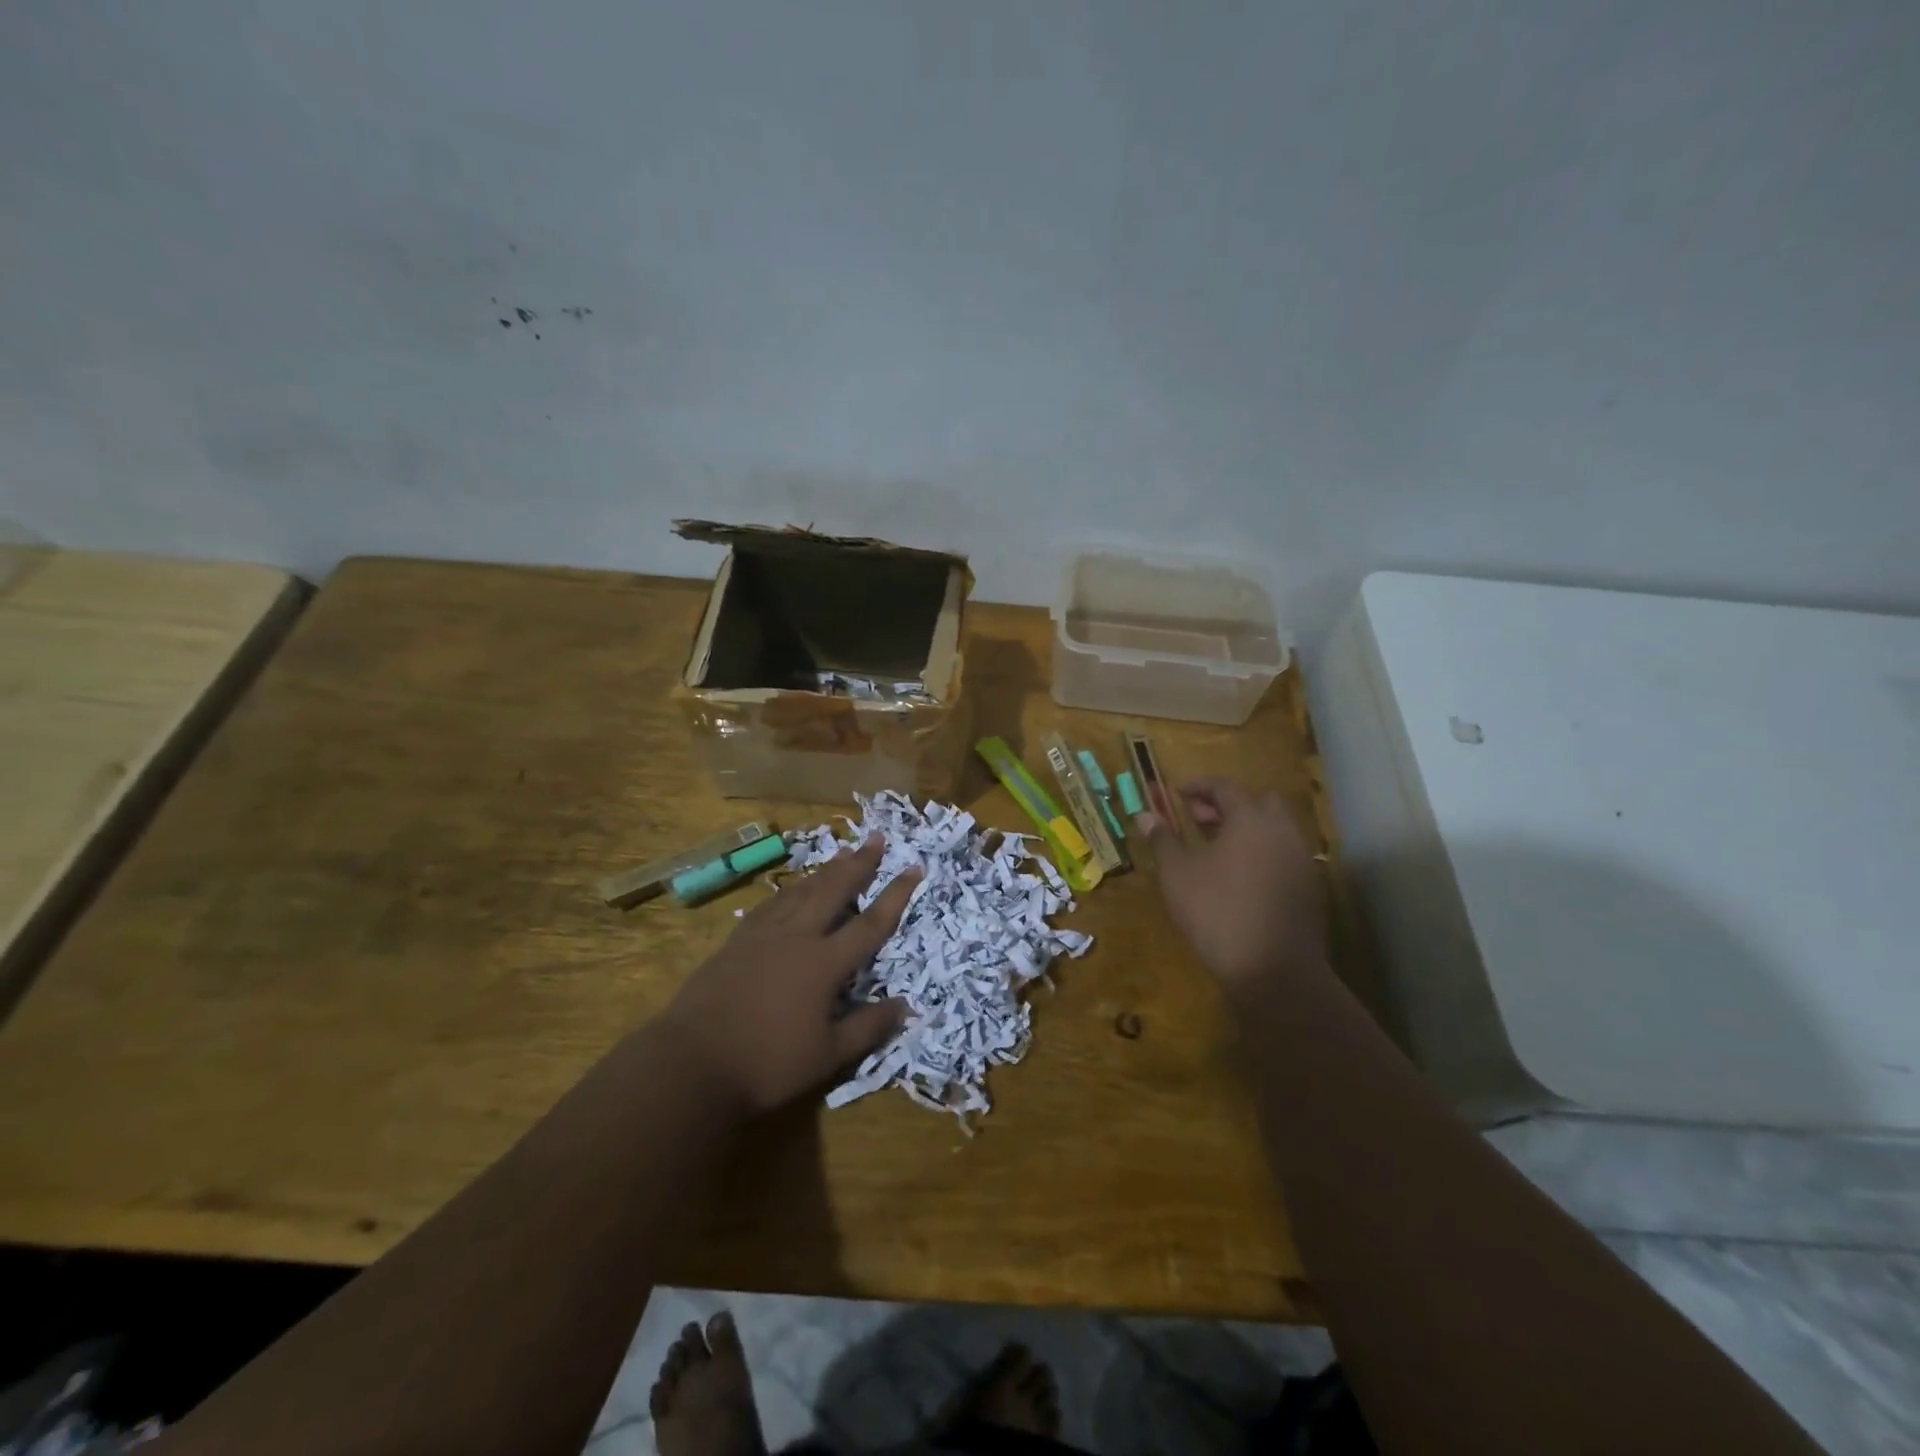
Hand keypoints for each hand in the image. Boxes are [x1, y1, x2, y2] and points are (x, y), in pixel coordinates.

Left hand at [660, 836, 916, 1115]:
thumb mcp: (827, 1056)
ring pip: (801, 890)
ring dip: (825, 870)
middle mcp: (797, 937)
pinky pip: (771, 904)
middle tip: (876, 837)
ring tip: (842, 851)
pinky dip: (789, 889)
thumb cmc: (766, 1064)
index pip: (870, 924)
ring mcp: (763, 935)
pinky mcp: (736, 941)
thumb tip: (906, 1006)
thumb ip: (868, 1028)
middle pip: (833, 890)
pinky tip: (791, 887)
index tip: (914, 867)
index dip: (896, 895)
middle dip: (859, 863)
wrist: (691, 1063)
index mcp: (824, 963)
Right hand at [1137, 778, 1329, 994]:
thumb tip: (1146, 815)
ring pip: (1274, 828)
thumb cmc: (1217, 913)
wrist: (1274, 970)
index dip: (1199, 786)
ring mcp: (1301, 859)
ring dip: (1246, 827)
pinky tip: (1239, 875)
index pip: (1225, 787)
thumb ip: (1163, 840)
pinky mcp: (1310, 886)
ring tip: (1216, 847)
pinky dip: (1262, 850)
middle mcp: (1282, 830)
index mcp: (1251, 819)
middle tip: (1199, 819)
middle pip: (1258, 801)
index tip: (1177, 793)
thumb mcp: (1177, 875)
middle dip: (1228, 804)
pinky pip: (1284, 853)